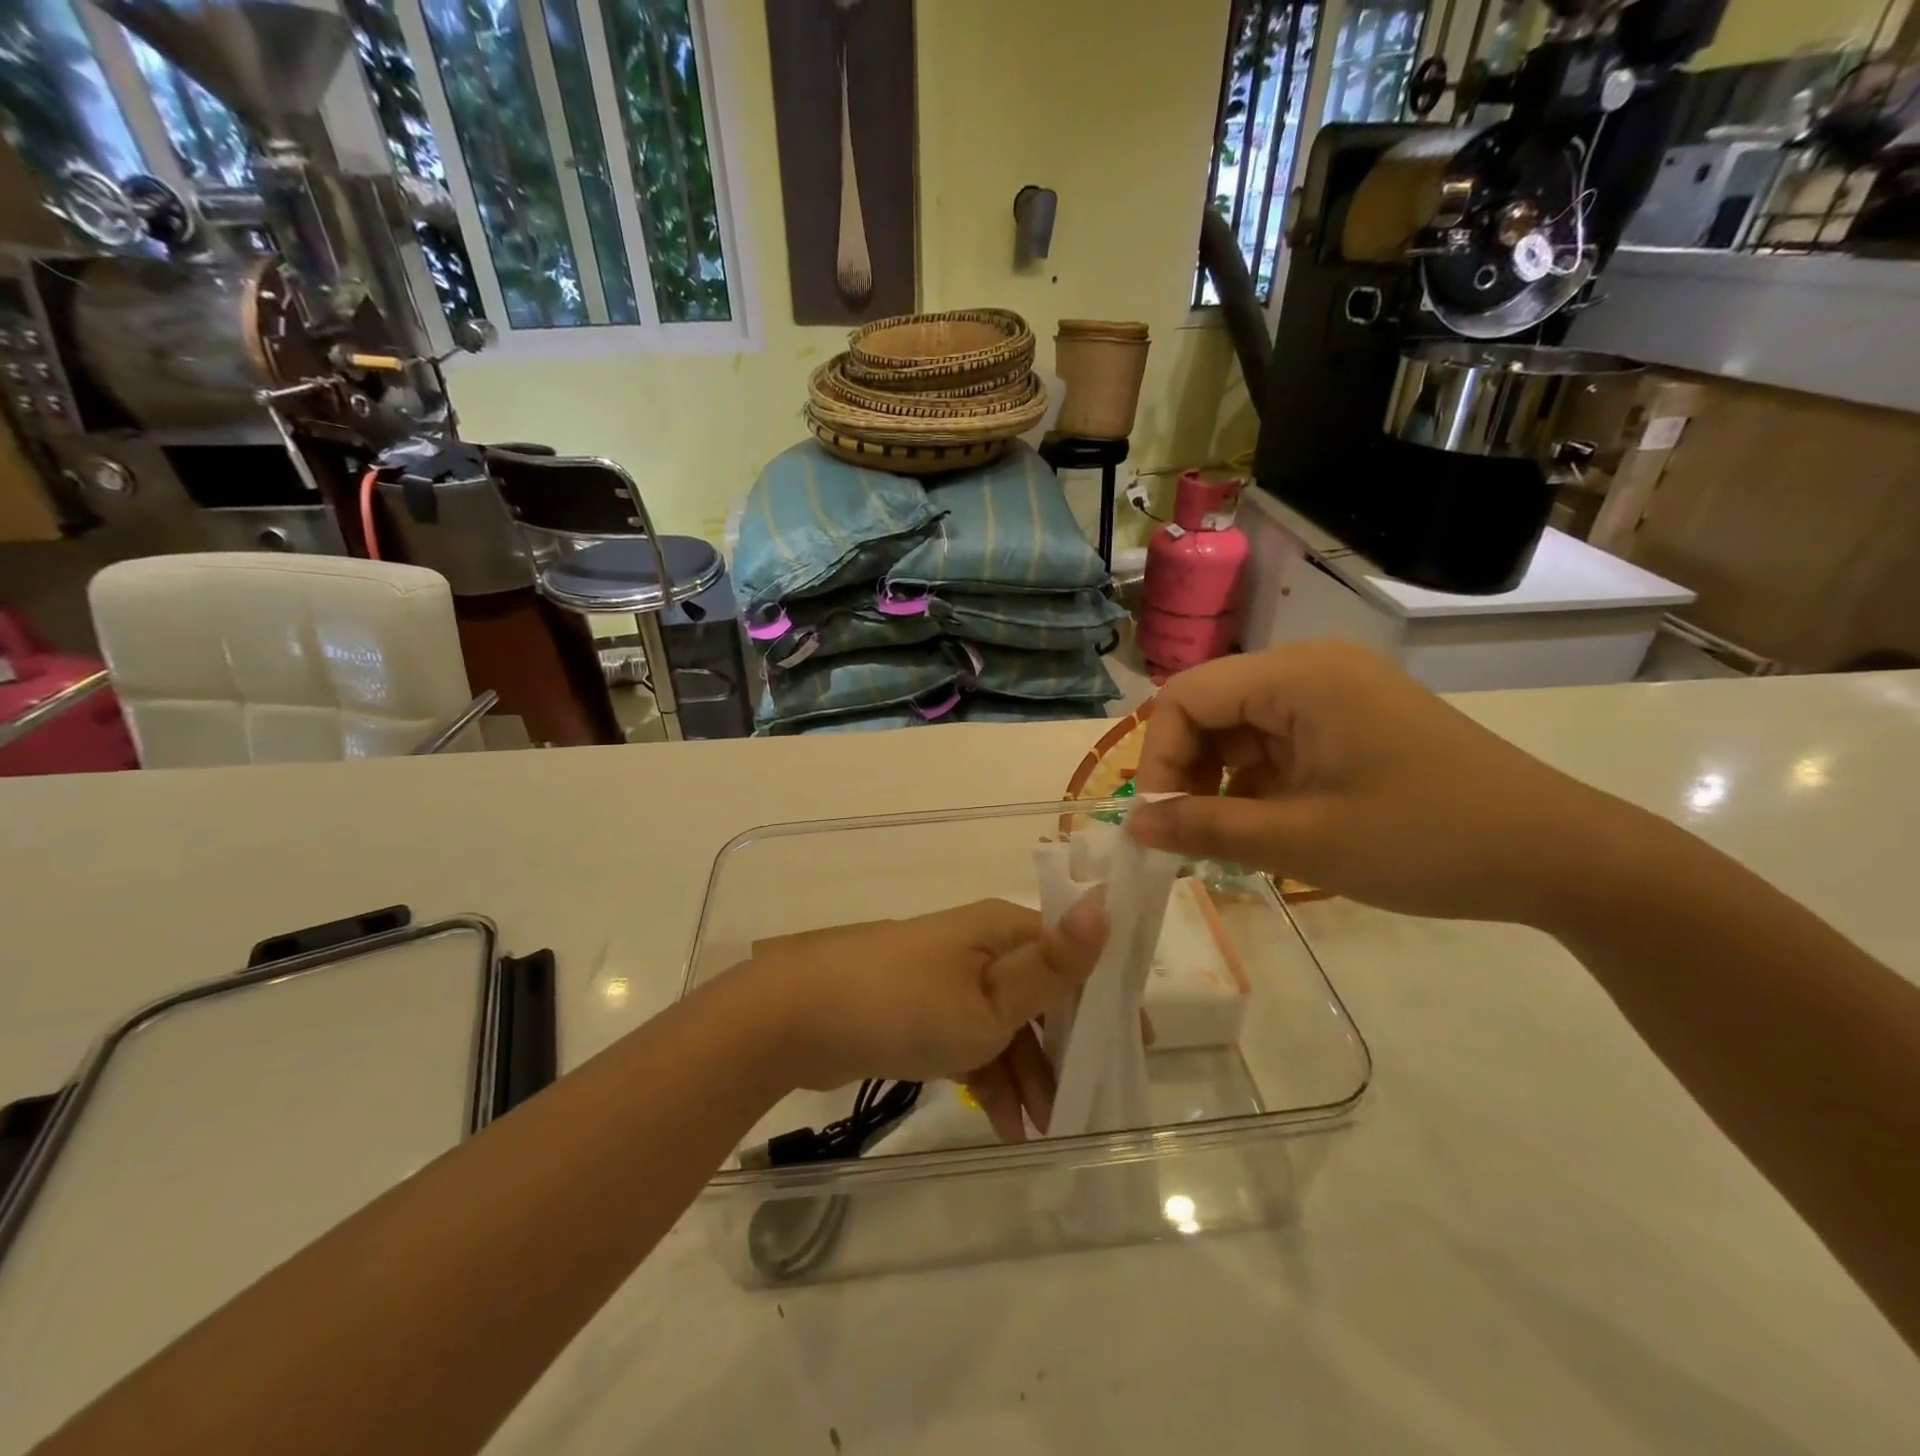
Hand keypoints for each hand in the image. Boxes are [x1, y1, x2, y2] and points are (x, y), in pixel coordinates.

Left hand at [742, 896, 1107, 1138]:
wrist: (799, 1019)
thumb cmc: (906, 1006)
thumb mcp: (990, 1001)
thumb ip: (1052, 968)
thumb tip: (1107, 905)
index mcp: (1002, 929)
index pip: (1072, 954)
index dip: (1106, 998)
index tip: (1135, 1048)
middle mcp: (981, 946)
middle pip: (1042, 993)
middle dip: (1067, 1048)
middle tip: (1092, 1101)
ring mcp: (949, 977)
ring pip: (1008, 1023)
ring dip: (1029, 1073)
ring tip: (1047, 1129)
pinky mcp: (924, 1008)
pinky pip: (972, 1039)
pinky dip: (991, 1076)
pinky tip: (1007, 1126)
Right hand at [1127, 641, 1602, 924]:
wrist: (1560, 859)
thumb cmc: (1426, 841)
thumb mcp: (1302, 840)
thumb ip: (1206, 828)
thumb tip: (1132, 826)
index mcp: (1298, 676)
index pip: (1186, 697)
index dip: (1159, 759)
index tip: (1160, 822)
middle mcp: (1311, 669)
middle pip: (1211, 709)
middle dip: (1189, 772)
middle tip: (1188, 837)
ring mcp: (1336, 695)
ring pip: (1242, 731)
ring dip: (1222, 783)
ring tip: (1229, 841)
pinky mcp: (1354, 723)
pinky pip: (1279, 745)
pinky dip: (1259, 785)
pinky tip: (1268, 829)